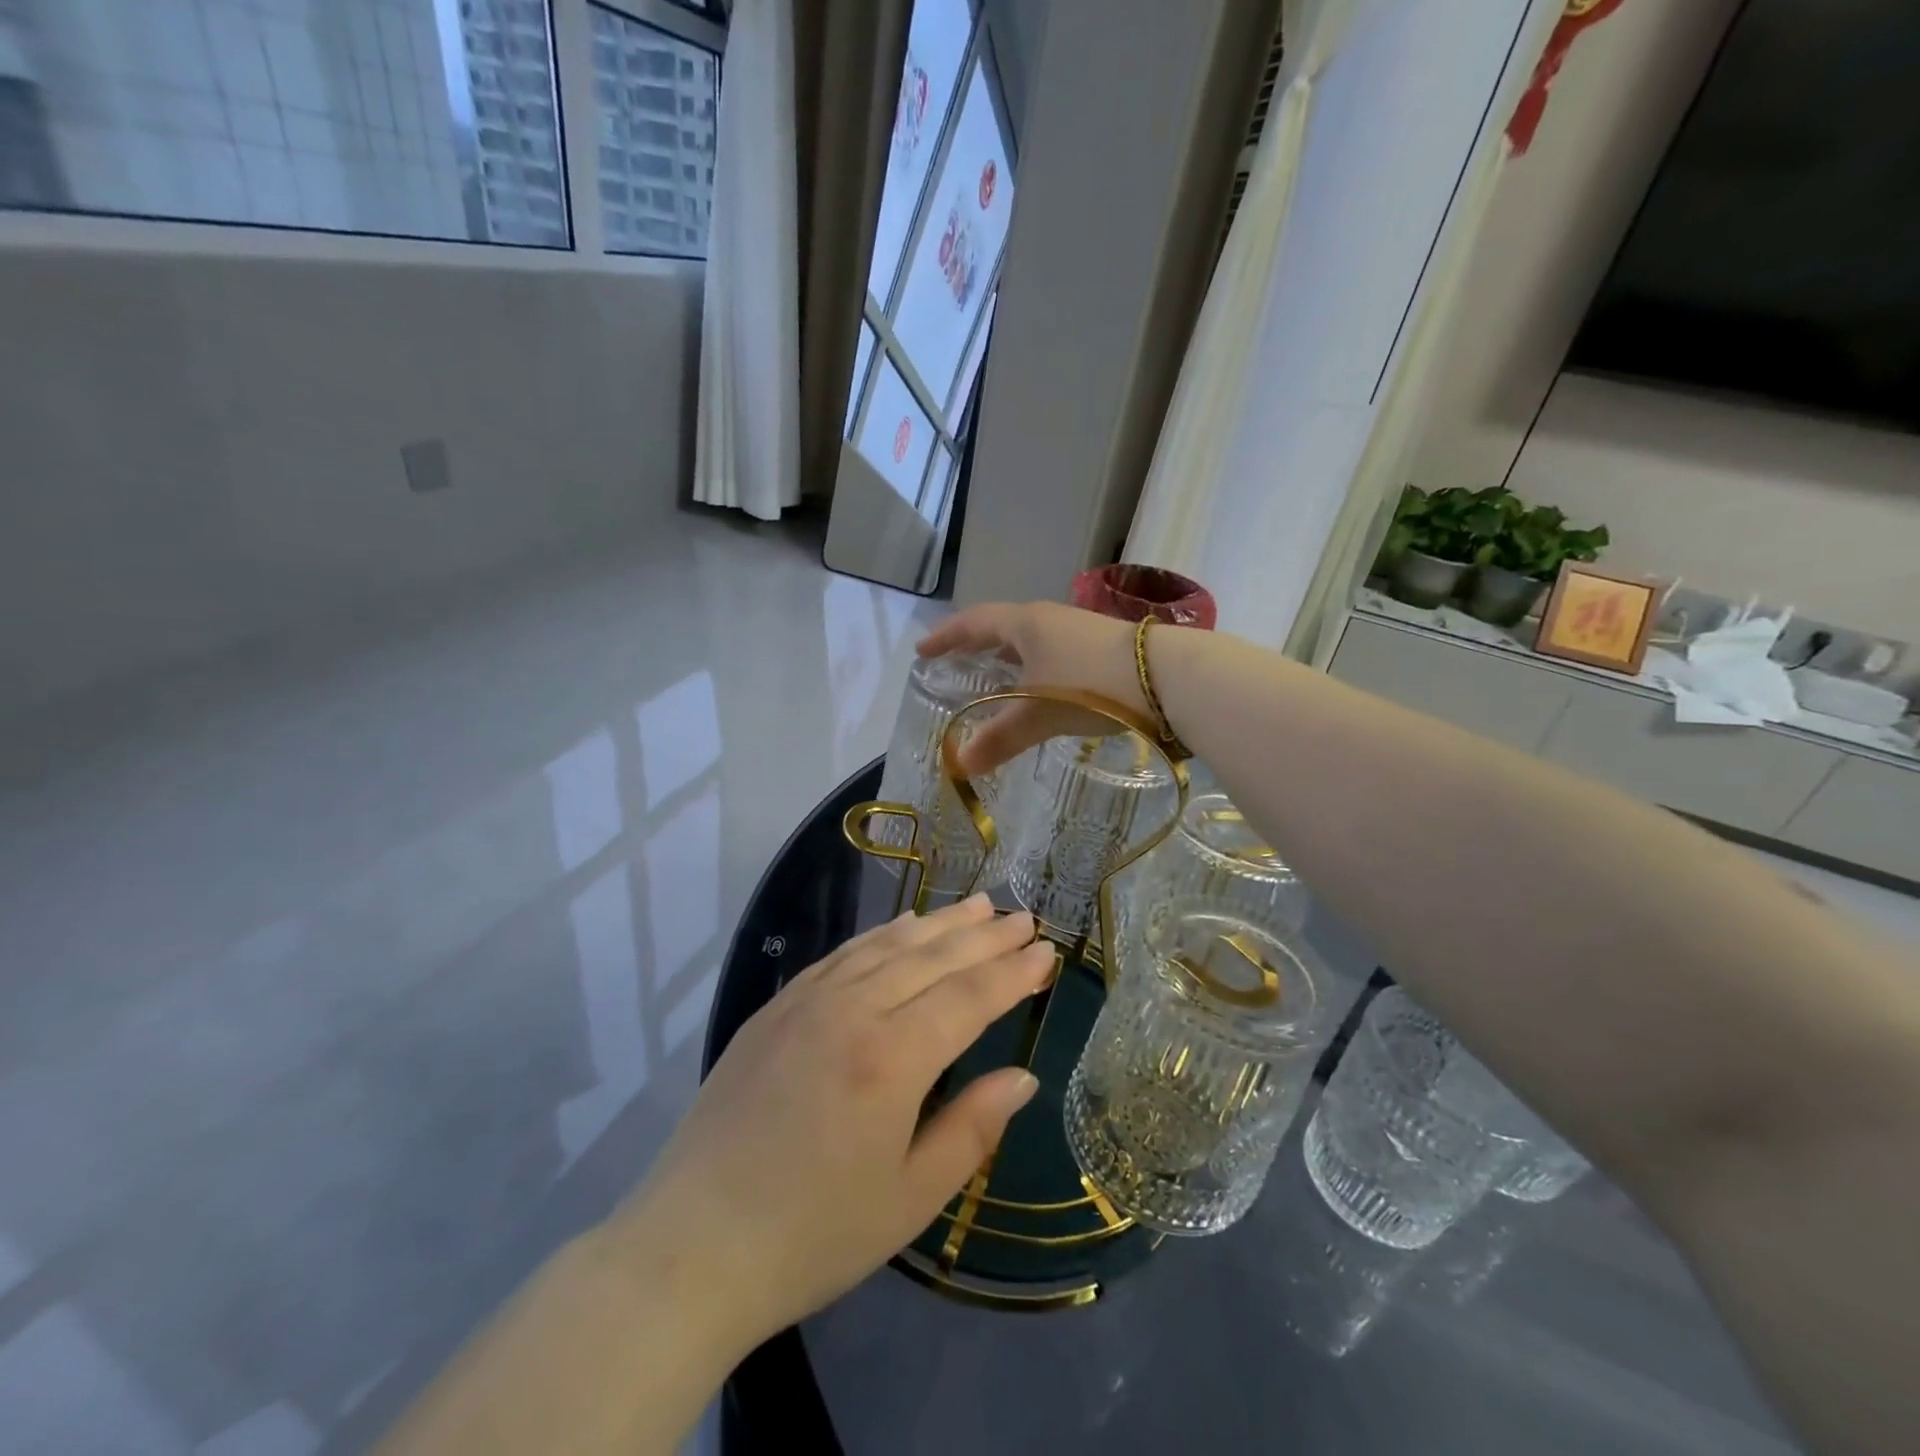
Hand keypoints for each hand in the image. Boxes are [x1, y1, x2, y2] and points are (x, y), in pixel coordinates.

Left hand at [615, 896, 1053, 1352]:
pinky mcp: (777, 1007)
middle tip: (1022, 917)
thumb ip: (972, 1129)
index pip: (968, 998)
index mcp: (891, 1059)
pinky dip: (882, 935)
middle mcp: (852, 1011)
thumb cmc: (812, 1236)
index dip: (1011, 973)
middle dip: (984, 937)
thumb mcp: (910, 1199)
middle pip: (932, 958)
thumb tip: (1021, 1076)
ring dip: (938, 923)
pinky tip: (904, 927)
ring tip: (977, 905)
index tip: (1045, 951)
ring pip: (888, 945)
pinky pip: (843, 954)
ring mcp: (808, 1001)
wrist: (692, 1247)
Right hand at [916, 602, 1150, 772]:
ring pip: (1031, 640)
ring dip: (1009, 656)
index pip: (973, 622)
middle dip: (976, 644)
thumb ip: (1000, 738)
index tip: (923, 651)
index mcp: (1025, 624)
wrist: (1166, 677)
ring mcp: (1079, 630)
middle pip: (1002, 626)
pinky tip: (1042, 688)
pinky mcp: (1103, 647)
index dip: (946, 637)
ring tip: (996, 676)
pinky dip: (1035, 667)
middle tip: (955, 662)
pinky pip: (1054, 652)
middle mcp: (1049, 619)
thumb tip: (959, 765)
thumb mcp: (1038, 714)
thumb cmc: (1089, 686)